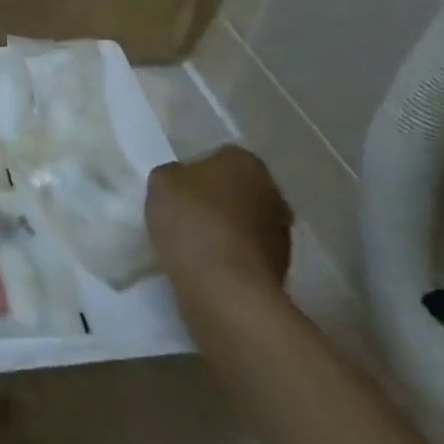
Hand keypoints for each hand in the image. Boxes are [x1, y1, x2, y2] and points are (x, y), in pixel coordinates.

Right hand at [145, 146, 291, 298]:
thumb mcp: (161, 181)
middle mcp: (273, 192)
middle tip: (186, 215)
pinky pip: (248, 255)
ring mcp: (282, 234)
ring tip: (195, 246)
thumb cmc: (192, 219)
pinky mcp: (282, 270)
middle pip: (238, 191)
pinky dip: (232, 258)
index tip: (178, 191)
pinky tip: (208, 267)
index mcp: (246, 162)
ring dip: (227, 231)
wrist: (223, 286)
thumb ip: (174, 175)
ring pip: (246, 223)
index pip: (220, 158)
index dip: (196, 173)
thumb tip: (184, 182)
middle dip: (217, 200)